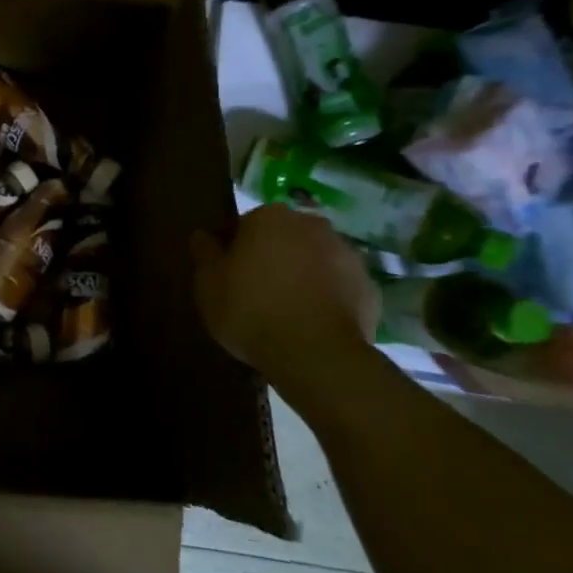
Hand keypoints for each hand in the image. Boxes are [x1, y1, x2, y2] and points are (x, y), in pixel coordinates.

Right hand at [191, 206, 379, 392]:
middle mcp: (311, 225)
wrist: (316, 355)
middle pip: (284, 238)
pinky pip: (339, 287)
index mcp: (270, 217)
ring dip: (303, 276)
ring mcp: (347, 254)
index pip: (246, 225)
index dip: (236, 250)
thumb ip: (204, 252)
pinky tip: (312, 325)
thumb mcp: (208, 284)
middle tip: (257, 293)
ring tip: (287, 312)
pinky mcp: (369, 287)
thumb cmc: (251, 310)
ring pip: (315, 260)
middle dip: (273, 258)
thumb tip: (203, 234)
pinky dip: (327, 299)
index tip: (230, 276)